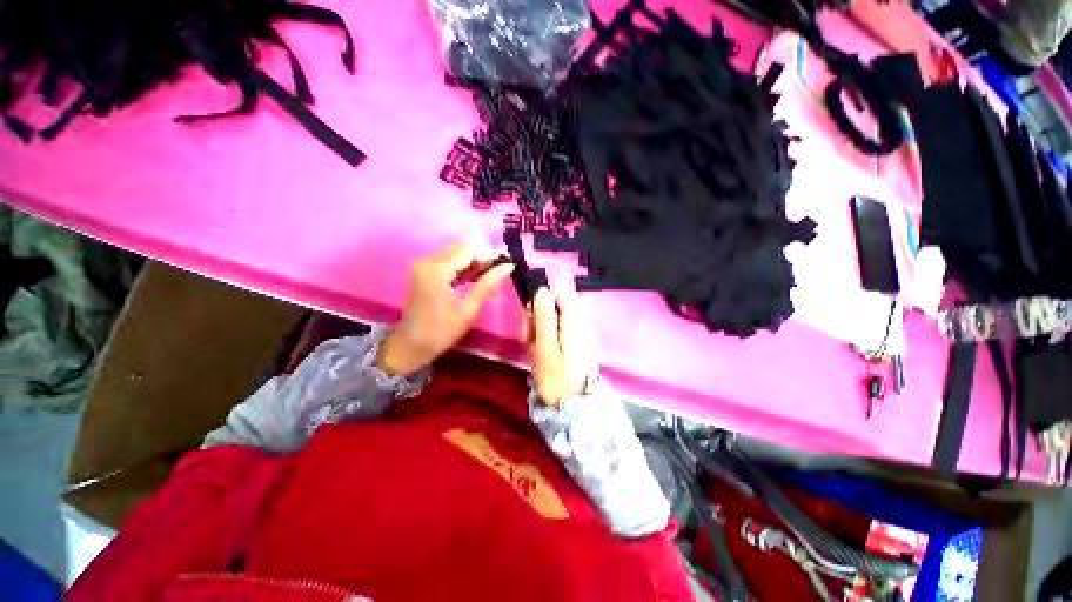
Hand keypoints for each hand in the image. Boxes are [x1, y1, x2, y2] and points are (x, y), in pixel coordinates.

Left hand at [376, 241, 513, 375]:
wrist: (412, 345)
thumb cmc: (442, 330)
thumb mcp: (469, 308)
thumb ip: (488, 283)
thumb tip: (509, 266)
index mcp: (437, 269)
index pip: (469, 249)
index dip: (490, 253)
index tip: (507, 263)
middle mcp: (428, 260)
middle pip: (462, 248)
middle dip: (483, 257)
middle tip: (500, 271)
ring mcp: (424, 265)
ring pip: (457, 254)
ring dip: (475, 262)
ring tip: (492, 276)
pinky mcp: (425, 271)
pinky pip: (449, 262)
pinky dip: (464, 268)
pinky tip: (478, 278)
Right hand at [528, 280, 596, 406]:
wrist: (572, 404)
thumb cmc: (556, 377)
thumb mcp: (545, 346)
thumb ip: (544, 317)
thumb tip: (541, 290)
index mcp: (573, 319)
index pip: (560, 289)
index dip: (542, 297)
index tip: (531, 314)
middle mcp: (578, 320)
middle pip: (554, 303)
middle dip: (537, 315)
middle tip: (529, 336)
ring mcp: (576, 330)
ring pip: (552, 316)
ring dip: (538, 327)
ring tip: (533, 345)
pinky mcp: (572, 339)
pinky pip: (555, 328)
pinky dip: (544, 335)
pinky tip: (540, 349)